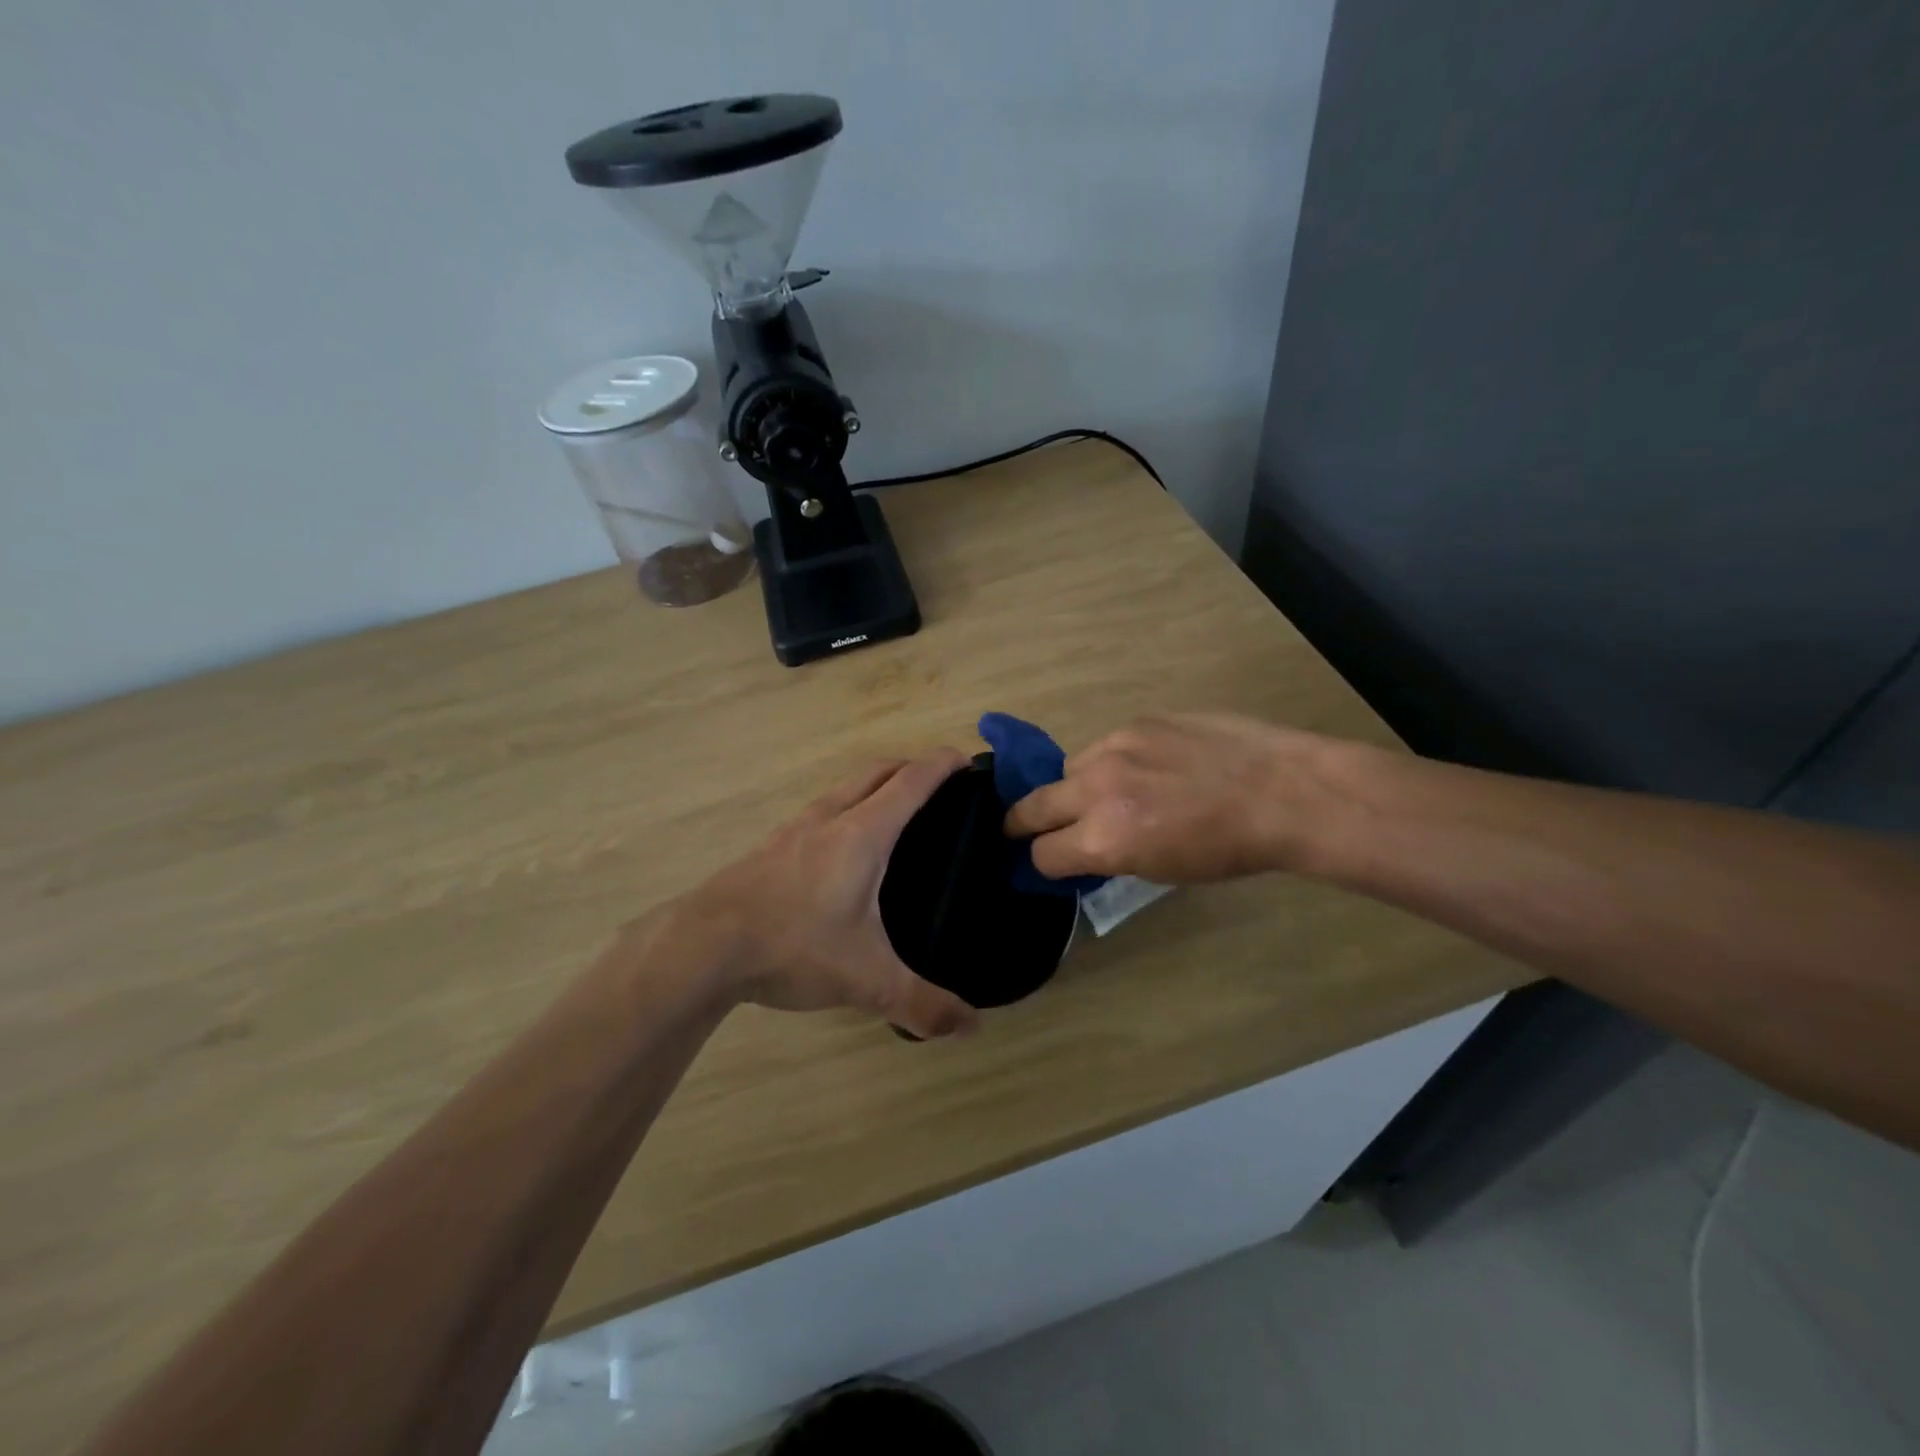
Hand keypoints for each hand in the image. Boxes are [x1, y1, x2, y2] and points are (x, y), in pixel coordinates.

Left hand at [670, 751, 979, 1039]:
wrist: (703, 946)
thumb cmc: (793, 946)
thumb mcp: (865, 980)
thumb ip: (922, 1003)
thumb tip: (971, 1026)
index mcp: (862, 834)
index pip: (911, 782)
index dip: (941, 765)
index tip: (966, 760)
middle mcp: (829, 818)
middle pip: (877, 772)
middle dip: (911, 767)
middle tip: (938, 784)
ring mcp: (794, 829)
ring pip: (844, 788)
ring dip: (874, 785)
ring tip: (892, 811)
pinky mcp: (769, 847)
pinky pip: (819, 811)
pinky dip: (844, 809)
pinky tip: (838, 847)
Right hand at [1003, 713, 1347, 884]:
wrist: (1283, 791)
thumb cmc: (1229, 849)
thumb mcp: (1161, 870)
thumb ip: (1109, 855)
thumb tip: (1083, 847)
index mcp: (1104, 838)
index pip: (1042, 853)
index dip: (1045, 863)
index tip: (1051, 862)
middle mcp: (1097, 788)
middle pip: (1032, 806)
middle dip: (1023, 822)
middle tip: (1024, 828)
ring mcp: (1115, 747)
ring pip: (1068, 769)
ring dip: (1077, 786)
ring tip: (1113, 792)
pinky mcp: (1137, 721)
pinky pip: (1106, 745)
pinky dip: (1114, 761)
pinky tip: (1150, 767)